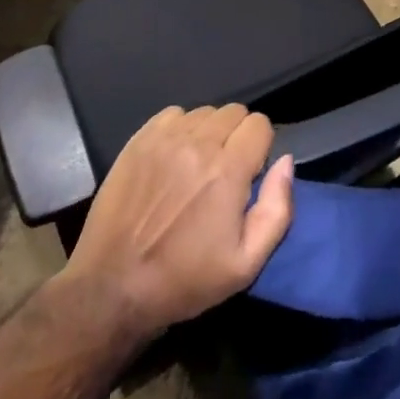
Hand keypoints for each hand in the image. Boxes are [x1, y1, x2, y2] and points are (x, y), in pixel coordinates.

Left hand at [60, 104, 294, 341]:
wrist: (113, 286)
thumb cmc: (184, 280)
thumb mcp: (245, 264)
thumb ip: (277, 209)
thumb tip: (286, 162)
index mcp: (228, 169)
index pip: (259, 123)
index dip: (260, 147)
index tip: (250, 174)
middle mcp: (198, 143)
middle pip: (234, 112)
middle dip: (237, 137)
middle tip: (225, 172)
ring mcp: (165, 138)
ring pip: (204, 112)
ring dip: (209, 132)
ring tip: (197, 166)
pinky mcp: (139, 139)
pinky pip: (174, 115)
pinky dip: (181, 129)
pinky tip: (173, 158)